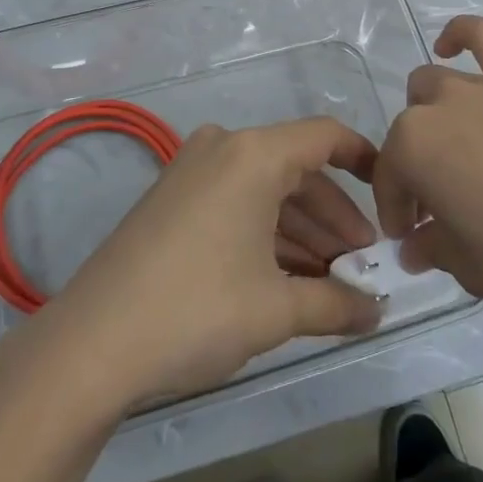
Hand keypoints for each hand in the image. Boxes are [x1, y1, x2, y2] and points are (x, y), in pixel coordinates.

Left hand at [38, 119, 383, 411]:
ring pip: (265, 191)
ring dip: (301, 231)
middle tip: (362, 264)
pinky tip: (286, 279)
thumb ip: (336, 305)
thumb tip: (377, 313)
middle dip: (334, 217)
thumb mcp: (275, 310)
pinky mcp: (171, 199)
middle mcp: (223, 148)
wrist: (91, 344)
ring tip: (330, 281)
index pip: (326, 137)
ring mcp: (192, 171)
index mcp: (254, 154)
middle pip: (297, 170)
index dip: (365, 160)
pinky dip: (265, 234)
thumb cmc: (197, 309)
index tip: (391, 193)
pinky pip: (235, 203)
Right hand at [376, 16, 482, 333]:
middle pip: (410, 129)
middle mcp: (440, 105)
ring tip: (454, 149)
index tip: (410, 239)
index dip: (395, 211)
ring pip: (435, 84)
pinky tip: (451, 44)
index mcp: (415, 147)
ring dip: (432, 115)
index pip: (389, 176)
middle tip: (440, 205)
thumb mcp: (471, 269)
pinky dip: (462, 35)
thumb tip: (415, 246)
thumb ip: (433, 248)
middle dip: (414, 165)